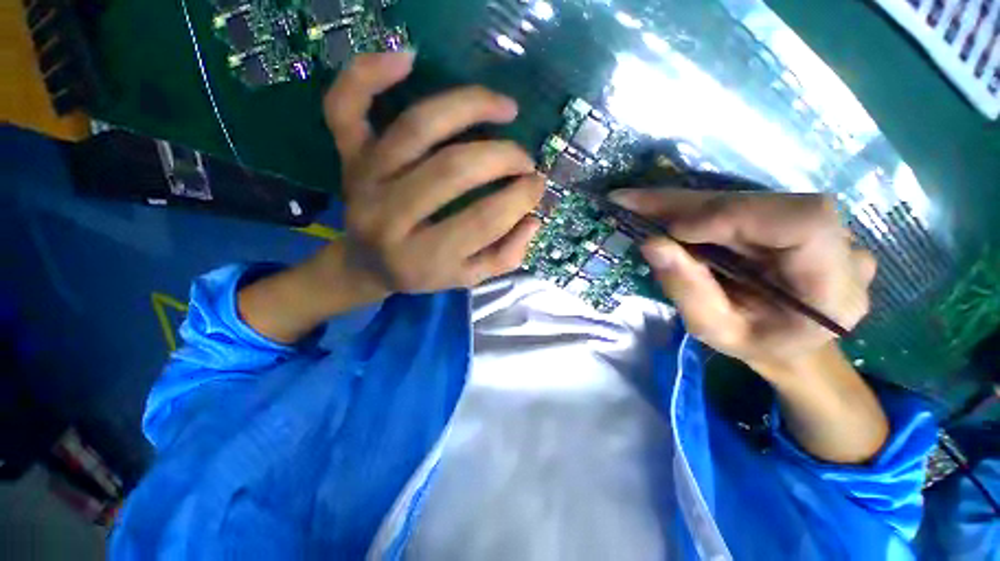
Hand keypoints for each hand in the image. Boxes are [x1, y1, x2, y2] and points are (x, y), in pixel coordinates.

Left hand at [322, 52, 544, 293]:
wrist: (366, 264)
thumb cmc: (422, 273)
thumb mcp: (468, 278)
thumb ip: (505, 255)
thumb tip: (533, 218)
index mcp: (423, 258)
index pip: (482, 221)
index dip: (520, 198)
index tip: (538, 185)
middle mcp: (390, 217)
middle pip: (453, 170)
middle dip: (503, 158)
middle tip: (524, 159)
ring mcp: (364, 180)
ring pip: (418, 127)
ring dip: (470, 107)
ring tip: (505, 107)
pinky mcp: (347, 156)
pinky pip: (346, 105)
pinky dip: (370, 72)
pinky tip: (408, 57)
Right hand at [612, 189, 876, 380]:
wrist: (787, 340)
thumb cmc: (755, 345)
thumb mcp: (714, 330)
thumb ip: (687, 290)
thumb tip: (650, 244)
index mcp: (833, 289)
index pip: (802, 222)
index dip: (734, 216)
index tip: (675, 230)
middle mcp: (838, 245)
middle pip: (761, 202)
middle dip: (689, 205)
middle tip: (633, 202)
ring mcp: (819, 226)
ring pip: (744, 198)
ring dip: (685, 204)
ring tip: (637, 205)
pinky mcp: (792, 216)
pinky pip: (739, 203)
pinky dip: (695, 207)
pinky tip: (661, 211)